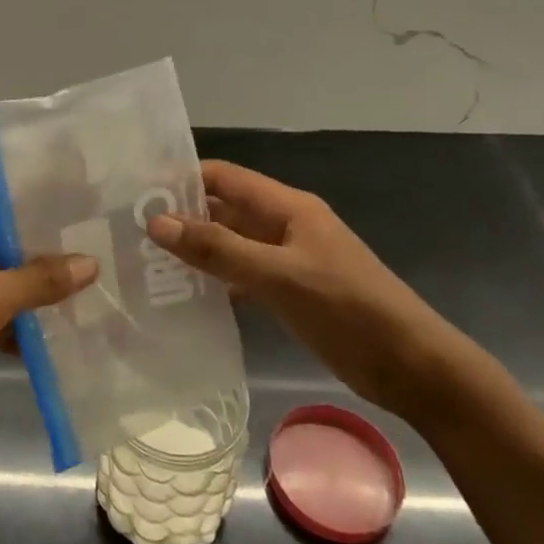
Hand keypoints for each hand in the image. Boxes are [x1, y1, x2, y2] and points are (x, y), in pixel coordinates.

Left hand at [0, 185, 97, 429]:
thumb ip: (38, 280)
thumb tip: (91, 262)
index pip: (6, 190)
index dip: (44, 184)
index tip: (90, 184)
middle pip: (16, 234)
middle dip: (57, 239)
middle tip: (110, 236)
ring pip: (14, 277)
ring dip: (48, 285)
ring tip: (104, 281)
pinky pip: (5, 314)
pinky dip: (30, 323)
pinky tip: (71, 332)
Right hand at [145, 160, 453, 414]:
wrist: (414, 367)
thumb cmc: (348, 311)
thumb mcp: (279, 277)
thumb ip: (218, 249)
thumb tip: (156, 221)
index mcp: (287, 207)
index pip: (223, 176)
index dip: (182, 178)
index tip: (136, 193)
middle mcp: (285, 225)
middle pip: (224, 209)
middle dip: (182, 217)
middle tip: (130, 233)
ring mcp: (289, 259)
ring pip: (232, 244)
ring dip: (197, 251)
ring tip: (146, 264)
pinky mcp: (292, 291)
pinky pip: (244, 274)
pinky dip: (217, 280)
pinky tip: (186, 297)